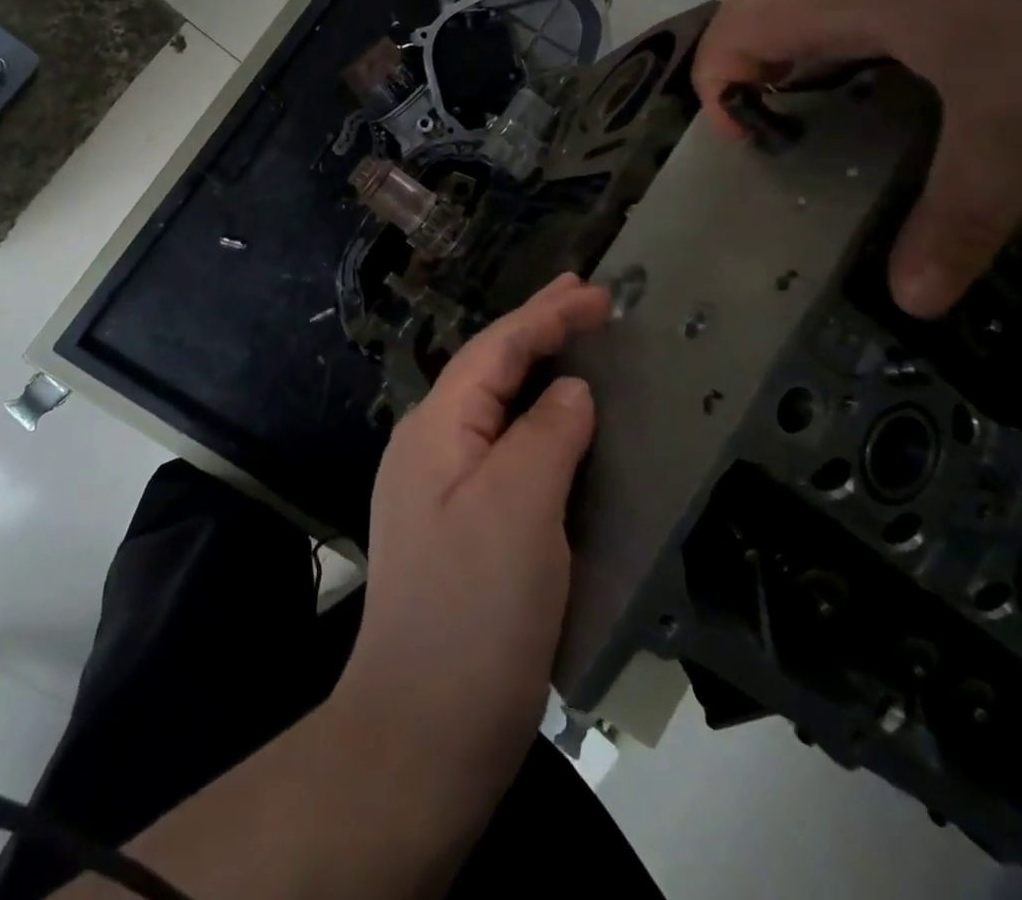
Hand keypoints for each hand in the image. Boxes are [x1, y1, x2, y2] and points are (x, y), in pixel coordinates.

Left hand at [331, 273, 610, 825]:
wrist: (423, 730)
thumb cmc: (472, 610)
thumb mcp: (517, 507)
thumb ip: (545, 434)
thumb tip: (570, 391)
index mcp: (436, 428)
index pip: (495, 349)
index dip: (546, 314)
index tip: (598, 291)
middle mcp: (430, 446)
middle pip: (489, 369)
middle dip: (537, 329)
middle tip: (586, 298)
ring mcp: (441, 488)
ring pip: (495, 409)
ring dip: (536, 372)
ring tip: (578, 345)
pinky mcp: (460, 526)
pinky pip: (503, 451)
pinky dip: (535, 424)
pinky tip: (559, 429)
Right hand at [692, 0, 1021, 318]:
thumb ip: (957, 221)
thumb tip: (911, 301)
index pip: (739, 22)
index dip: (717, 82)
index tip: (746, 141)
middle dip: (741, 58)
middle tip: (768, 121)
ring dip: (791, 34)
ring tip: (815, 94)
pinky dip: (846, 20)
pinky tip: (898, 65)